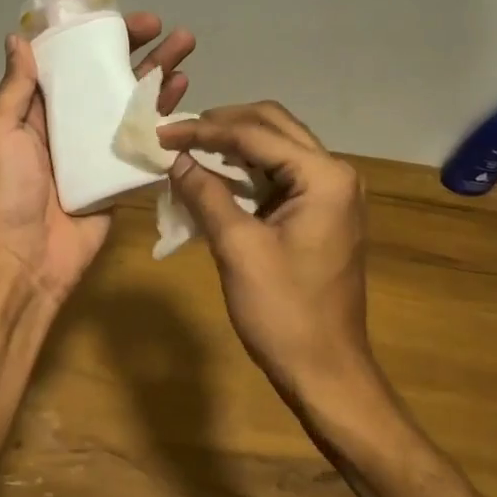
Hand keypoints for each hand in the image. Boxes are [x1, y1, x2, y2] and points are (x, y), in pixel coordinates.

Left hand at [0, 13, 194, 301]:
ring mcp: (99, 149)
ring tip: (186, 47)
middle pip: (109, 77)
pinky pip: (145, 140)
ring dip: (158, 74)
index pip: (71, 62)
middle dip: (138, 50)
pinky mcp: (121, 174)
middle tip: (167, 28)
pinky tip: (183, 93)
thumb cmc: (7, 191)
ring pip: (132, 102)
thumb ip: (15, 88)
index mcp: (39, 109)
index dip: (95, 36)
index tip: (121, 17)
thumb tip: (18, 38)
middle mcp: (72, 123)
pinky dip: (164, 116)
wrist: (27, 258)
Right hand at [157, 103, 375, 401]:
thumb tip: (174, 159)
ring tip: (189, 148)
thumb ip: (206, 194)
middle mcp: (335, 174)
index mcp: (324, 177)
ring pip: (277, 147)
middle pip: (272, 126)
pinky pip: (280, 174)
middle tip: (177, 134)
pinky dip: (246, 170)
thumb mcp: (238, 248)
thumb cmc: (284, 312)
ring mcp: (331, 193)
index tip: (161, 133)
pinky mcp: (321, 212)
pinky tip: (214, 175)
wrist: (326, 371)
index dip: (204, 130)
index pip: (255, 134)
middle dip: (222, 125)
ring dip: (234, 144)